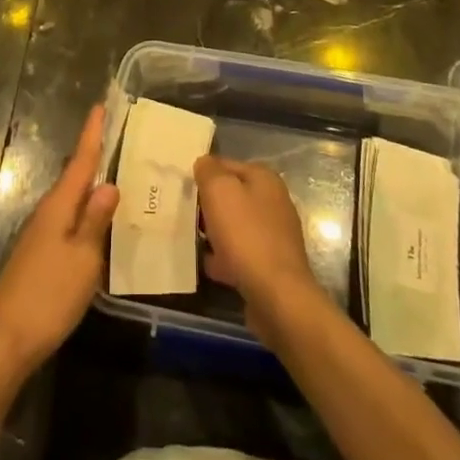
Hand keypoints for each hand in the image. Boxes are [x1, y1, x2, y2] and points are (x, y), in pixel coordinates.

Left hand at [0, 105, 118, 380]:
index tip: (100, 105)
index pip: (80, 161)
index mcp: (59, 207)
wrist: (2, 342)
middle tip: (117, 138)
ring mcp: (40, 237)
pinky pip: (68, 224)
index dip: (92, 134)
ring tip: (116, 177)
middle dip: (93, 157)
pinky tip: (97, 226)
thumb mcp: (82, 259)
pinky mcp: (39, 258)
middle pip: (75, 178)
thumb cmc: (48, 295)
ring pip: (71, 202)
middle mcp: (47, 214)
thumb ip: (96, 221)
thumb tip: (109, 184)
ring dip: (90, 188)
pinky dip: (84, 216)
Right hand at [195, 155, 328, 347]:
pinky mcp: (270, 264)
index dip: (203, 174)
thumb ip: (209, 171)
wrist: (277, 296)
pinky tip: (208, 265)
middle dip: (208, 205)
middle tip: (183, 214)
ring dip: (214, 232)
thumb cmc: (246, 235)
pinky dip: (224, 257)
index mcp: (264, 179)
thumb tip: (204, 163)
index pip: (226, 165)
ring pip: (234, 226)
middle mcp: (273, 202)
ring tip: (191, 239)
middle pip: (231, 196)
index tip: (182, 187)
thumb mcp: (219, 191)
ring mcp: (274, 235)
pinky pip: (240, 253)